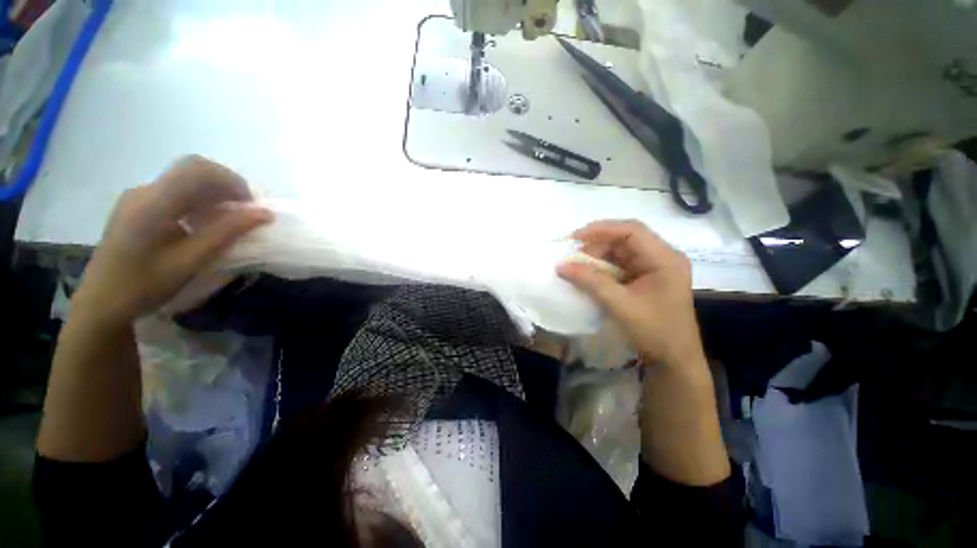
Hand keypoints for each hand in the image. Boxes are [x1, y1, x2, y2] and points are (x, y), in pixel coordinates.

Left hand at [75, 156, 272, 324]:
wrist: (102, 302)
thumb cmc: (146, 285)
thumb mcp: (191, 261)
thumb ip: (226, 232)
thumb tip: (264, 214)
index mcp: (153, 203)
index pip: (198, 170)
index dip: (231, 181)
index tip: (250, 206)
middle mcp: (144, 191)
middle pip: (192, 169)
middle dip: (225, 185)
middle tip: (243, 210)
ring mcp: (138, 196)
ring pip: (184, 179)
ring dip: (213, 192)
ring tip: (228, 218)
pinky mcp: (137, 205)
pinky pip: (175, 191)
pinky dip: (198, 199)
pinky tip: (203, 222)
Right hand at [558, 220, 703, 369]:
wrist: (673, 359)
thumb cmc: (654, 332)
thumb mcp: (620, 305)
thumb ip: (591, 282)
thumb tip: (561, 266)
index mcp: (664, 258)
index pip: (631, 231)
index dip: (601, 229)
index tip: (575, 238)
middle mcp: (661, 257)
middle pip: (625, 239)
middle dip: (597, 245)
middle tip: (574, 258)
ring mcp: (654, 267)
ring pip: (620, 251)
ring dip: (598, 257)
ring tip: (578, 266)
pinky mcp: (645, 278)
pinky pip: (620, 264)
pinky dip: (602, 268)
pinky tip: (589, 275)